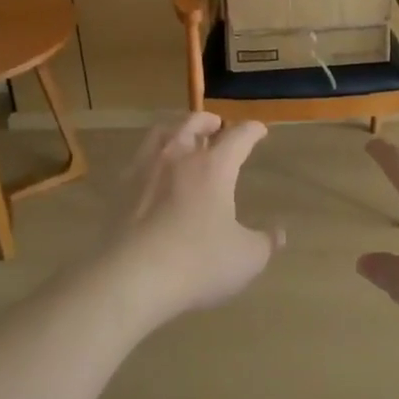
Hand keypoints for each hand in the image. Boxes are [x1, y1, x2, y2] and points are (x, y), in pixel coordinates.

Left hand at [100, 113, 282, 320]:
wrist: (131, 277)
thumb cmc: (197, 263)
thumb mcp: (245, 258)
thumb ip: (265, 243)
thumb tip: (278, 233)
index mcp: (214, 167)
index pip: (238, 136)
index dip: (252, 131)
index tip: (259, 130)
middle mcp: (178, 157)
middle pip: (193, 123)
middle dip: (210, 121)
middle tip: (218, 126)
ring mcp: (145, 169)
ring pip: (161, 132)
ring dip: (177, 130)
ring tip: (182, 139)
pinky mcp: (120, 189)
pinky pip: (139, 158)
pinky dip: (152, 156)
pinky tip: (154, 172)